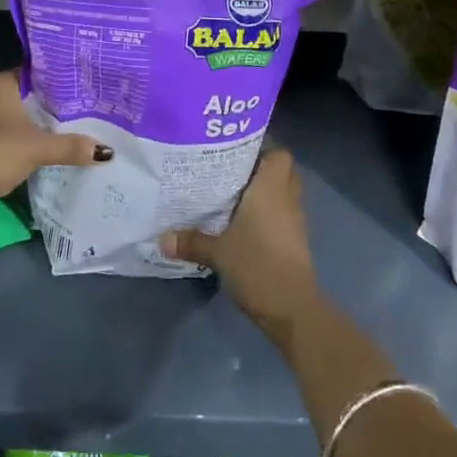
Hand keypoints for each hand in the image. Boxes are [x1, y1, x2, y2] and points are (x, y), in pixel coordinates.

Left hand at [0, 71, 110, 214]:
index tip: (81, 90)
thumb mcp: (39, 147)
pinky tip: (37, 151)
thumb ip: (71, 146)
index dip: (57, 82)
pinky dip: (16, 142)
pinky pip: (0, 135)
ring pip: (10, 117)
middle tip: (79, 111)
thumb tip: (106, 152)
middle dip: (46, 106)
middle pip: (23, 96)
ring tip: (64, 131)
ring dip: (30, 126)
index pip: (33, 73)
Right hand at [159, 146, 319, 343]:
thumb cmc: (257, 264)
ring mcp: (295, 221)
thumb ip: (191, 241)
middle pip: (282, 171)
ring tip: (233, 193)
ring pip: (283, 194)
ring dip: (265, 193)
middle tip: (231, 170)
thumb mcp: (218, 252)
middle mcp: (287, 199)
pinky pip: (282, 215)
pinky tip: (244, 222)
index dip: (262, 148)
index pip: (278, 153)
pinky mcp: (295, 242)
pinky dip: (268, 214)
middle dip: (262, 169)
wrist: (292, 308)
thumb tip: (161, 238)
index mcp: (271, 188)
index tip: (236, 149)